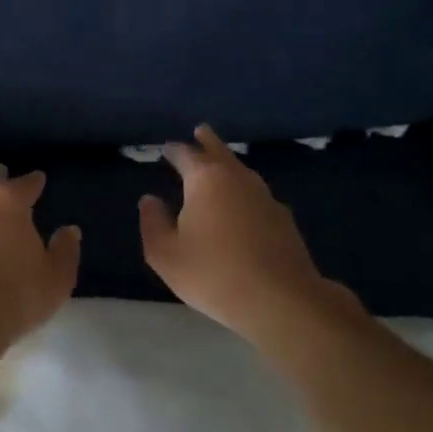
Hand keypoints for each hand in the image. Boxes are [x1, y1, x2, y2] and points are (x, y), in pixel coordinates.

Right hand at [138, 125, 364, 344]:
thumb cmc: (213, 274)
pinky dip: (243, 190)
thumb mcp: (165, 254)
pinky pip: (256, 194)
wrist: (280, 300)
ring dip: (228, 164)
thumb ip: (152, 223)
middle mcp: (238, 179)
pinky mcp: (283, 219)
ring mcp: (265, 197)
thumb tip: (149, 200)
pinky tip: (241, 204)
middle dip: (208, 141)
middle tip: (200, 131)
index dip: (174, 151)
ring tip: (219, 164)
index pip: (186, 155)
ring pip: (242, 171)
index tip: (166, 149)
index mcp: (205, 180)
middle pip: (220, 152)